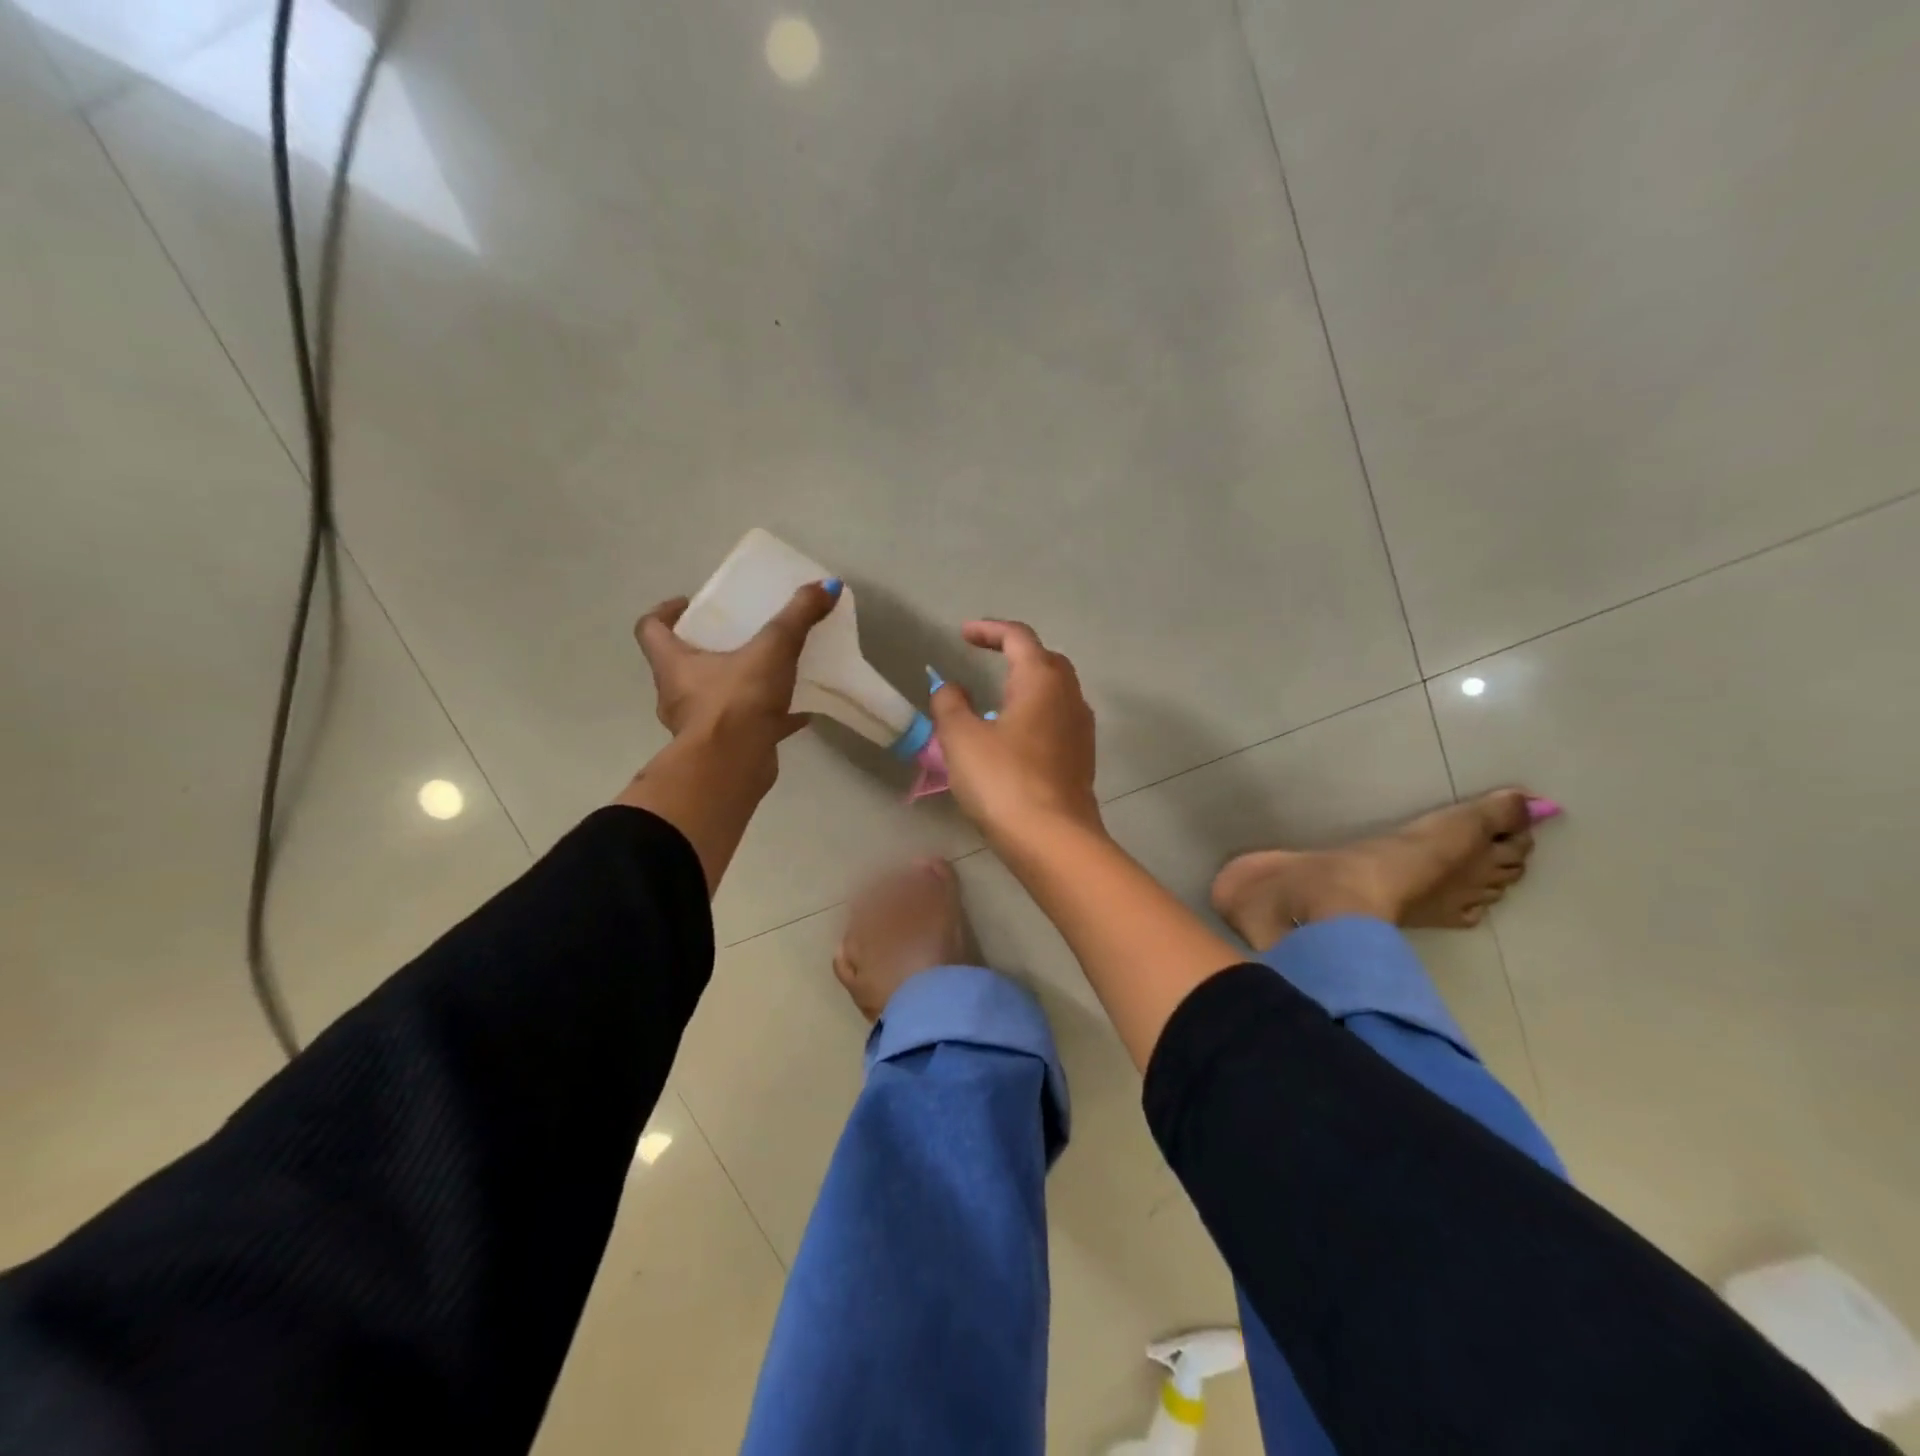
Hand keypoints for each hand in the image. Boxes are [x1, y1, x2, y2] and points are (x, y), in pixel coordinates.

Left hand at [634, 581, 839, 766]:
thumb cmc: (737, 701)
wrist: (733, 768)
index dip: (665, 612)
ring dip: (739, 684)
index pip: (651, 629)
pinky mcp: (725, 748)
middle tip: (740, 634)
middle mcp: (678, 694)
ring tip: (773, 671)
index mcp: (674, 664)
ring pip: (716, 697)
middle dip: (710, 648)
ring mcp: (700, 725)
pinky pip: (746, 725)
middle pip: (684, 663)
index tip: (690, 603)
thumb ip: (798, 616)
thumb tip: (828, 585)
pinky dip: (769, 717)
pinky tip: (799, 712)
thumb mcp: (772, 649)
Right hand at [928, 620, 1100, 841]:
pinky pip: (1058, 719)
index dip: (989, 630)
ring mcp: (1081, 728)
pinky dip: (1036, 712)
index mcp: (1042, 680)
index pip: (1018, 637)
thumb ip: (950, 704)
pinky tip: (1015, 734)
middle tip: (986, 658)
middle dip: (1014, 653)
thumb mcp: (961, 738)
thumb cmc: (1003, 780)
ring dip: (1027, 684)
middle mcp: (1069, 696)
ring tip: (997, 696)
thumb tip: (951, 688)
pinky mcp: (1082, 758)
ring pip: (1055, 691)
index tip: (963, 634)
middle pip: (1045, 659)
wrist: (1053, 838)